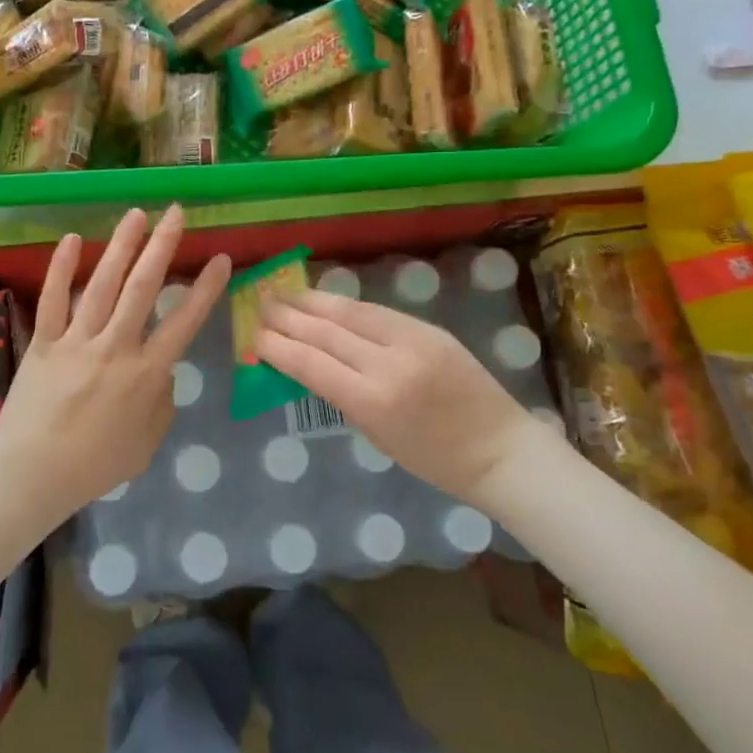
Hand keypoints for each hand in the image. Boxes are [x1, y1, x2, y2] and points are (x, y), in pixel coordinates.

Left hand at [0, 206, 230, 517]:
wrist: (31, 475)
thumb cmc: (94, 466)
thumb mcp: (147, 443)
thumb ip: (162, 402)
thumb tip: (161, 371)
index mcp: (146, 374)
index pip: (184, 322)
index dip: (206, 289)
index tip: (221, 259)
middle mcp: (115, 347)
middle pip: (143, 288)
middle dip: (163, 246)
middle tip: (177, 213)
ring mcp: (76, 341)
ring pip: (103, 284)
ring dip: (121, 246)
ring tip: (137, 214)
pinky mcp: (43, 341)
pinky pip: (52, 299)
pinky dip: (61, 268)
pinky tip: (71, 240)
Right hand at [256, 290, 535, 501]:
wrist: (498, 448)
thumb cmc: (433, 459)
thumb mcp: (375, 434)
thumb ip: (340, 395)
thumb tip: (304, 364)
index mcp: (372, 402)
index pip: (311, 364)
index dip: (278, 347)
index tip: (254, 337)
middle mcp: (388, 365)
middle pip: (326, 333)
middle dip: (288, 317)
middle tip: (260, 304)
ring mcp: (411, 341)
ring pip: (350, 313)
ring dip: (313, 302)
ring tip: (285, 294)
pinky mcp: (428, 329)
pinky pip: (376, 312)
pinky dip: (346, 306)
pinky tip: (326, 301)